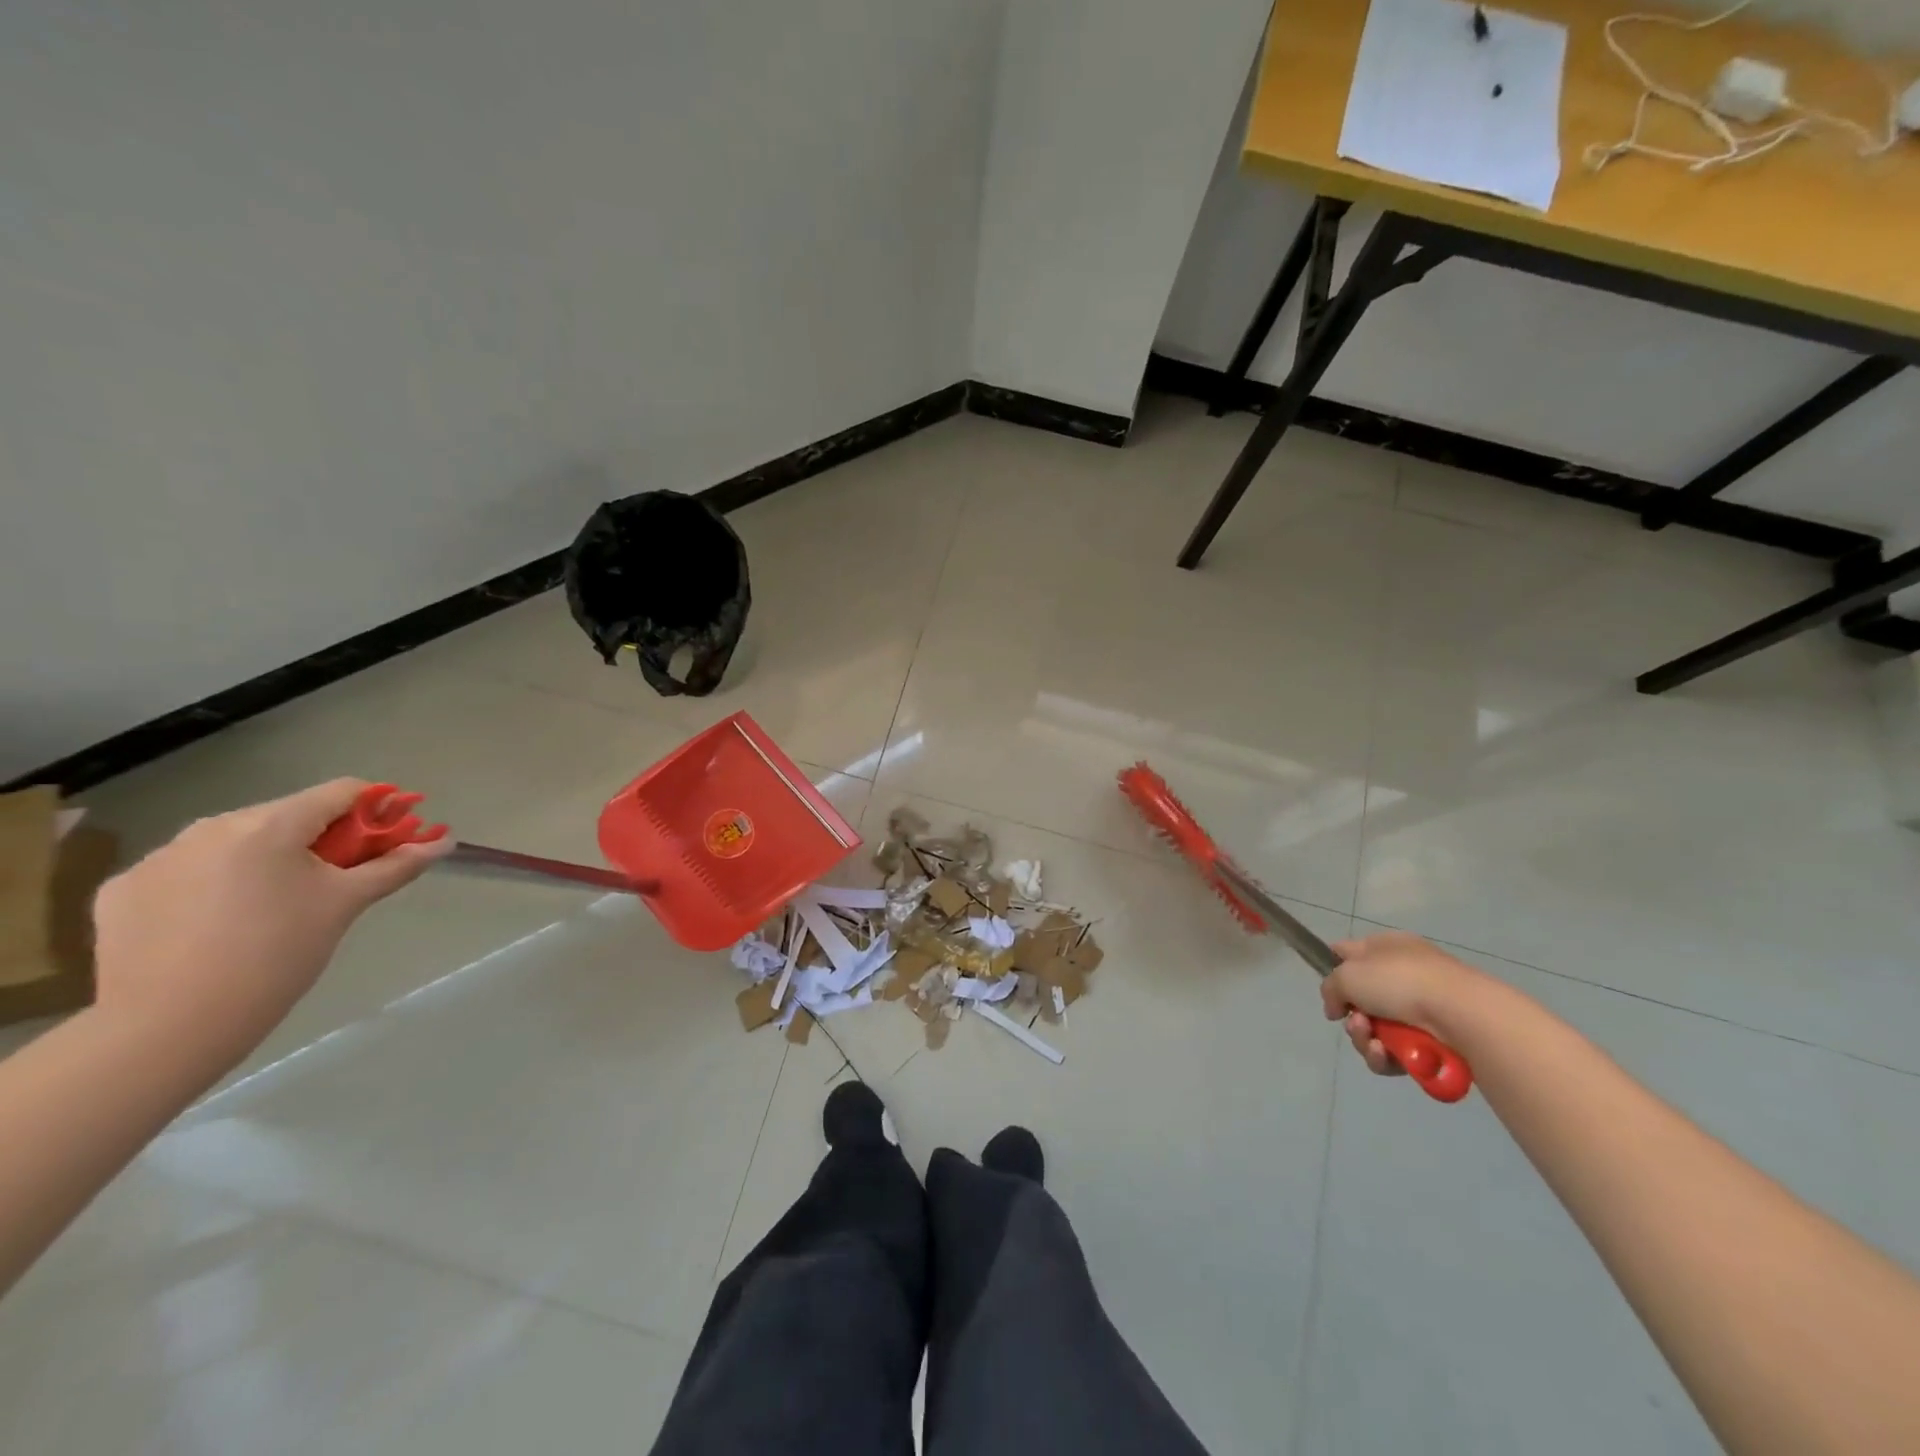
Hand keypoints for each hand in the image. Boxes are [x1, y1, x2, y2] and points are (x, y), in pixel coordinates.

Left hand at [91, 780, 450, 1057]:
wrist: (170, 1027)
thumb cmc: (277, 956)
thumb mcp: (345, 905)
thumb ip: (395, 866)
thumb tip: (444, 842)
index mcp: (269, 825)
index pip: (340, 792)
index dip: (376, 808)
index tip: (390, 837)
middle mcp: (211, 827)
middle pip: (287, 816)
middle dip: (321, 839)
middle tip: (336, 882)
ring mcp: (159, 857)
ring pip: (235, 842)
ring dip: (267, 859)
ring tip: (275, 908)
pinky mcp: (124, 890)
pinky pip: (187, 871)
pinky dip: (214, 885)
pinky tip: (219, 925)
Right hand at [1321, 931, 1486, 1076]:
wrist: (1461, 1014)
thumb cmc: (1401, 981)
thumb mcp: (1348, 975)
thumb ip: (1330, 988)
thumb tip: (1336, 1008)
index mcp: (1386, 947)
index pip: (1349, 952)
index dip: (1334, 970)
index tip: (1330, 992)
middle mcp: (1403, 974)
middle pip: (1361, 1000)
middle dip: (1353, 1017)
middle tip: (1357, 1023)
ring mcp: (1421, 1008)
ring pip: (1376, 1030)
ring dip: (1365, 1039)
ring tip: (1374, 1042)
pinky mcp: (1433, 1041)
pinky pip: (1396, 1052)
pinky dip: (1386, 1056)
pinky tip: (1386, 1055)